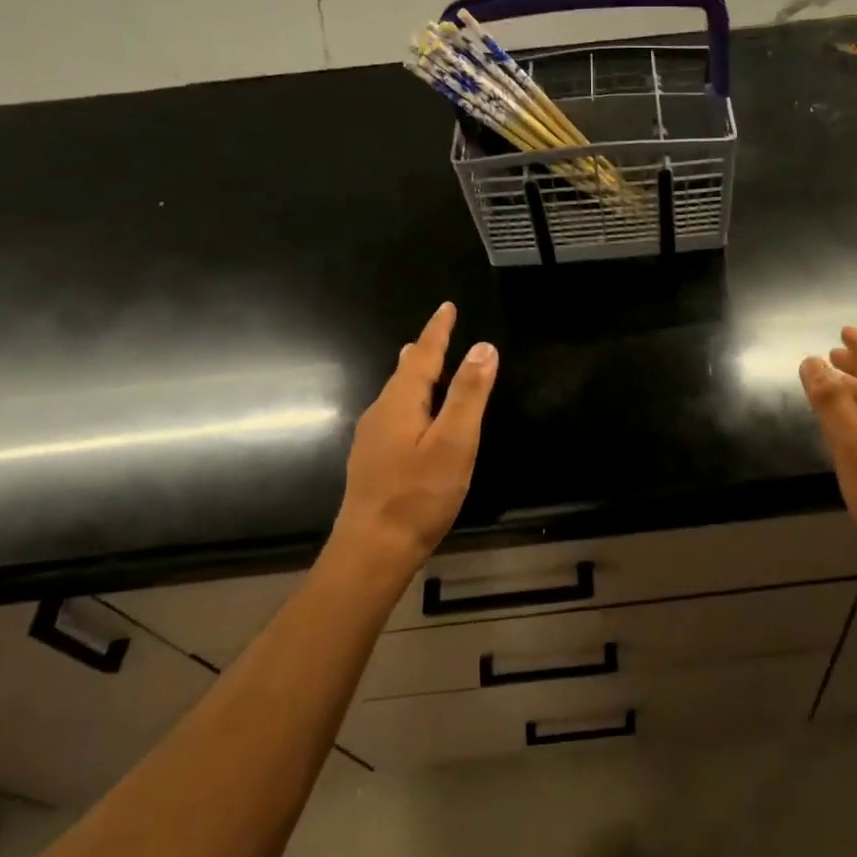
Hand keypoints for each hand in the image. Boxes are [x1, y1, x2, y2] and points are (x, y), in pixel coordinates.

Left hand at [329, 302, 498, 575]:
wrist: (373, 550)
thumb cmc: (419, 494)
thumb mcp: (454, 442)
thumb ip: (468, 394)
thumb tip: (483, 347)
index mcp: (400, 403)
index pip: (422, 355)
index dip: (437, 331)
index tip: (447, 307)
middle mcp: (380, 414)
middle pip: (405, 373)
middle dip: (424, 351)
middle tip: (439, 332)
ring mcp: (372, 440)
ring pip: (397, 395)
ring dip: (415, 376)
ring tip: (425, 364)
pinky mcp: (373, 463)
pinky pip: (395, 416)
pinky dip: (411, 401)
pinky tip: (415, 416)